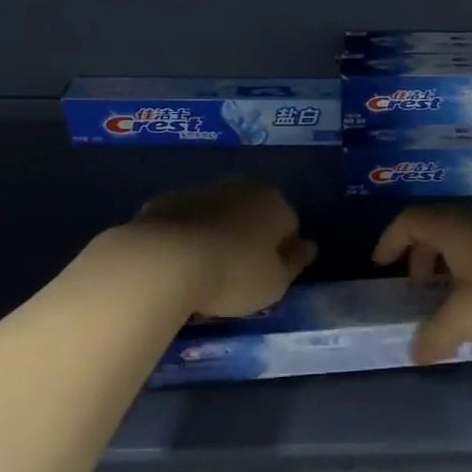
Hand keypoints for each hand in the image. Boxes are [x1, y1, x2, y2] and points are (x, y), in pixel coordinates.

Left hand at [126, 179, 317, 318]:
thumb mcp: (275, 283)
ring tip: (205, 270)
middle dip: (250, 236)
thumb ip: (295, 263)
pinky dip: (185, 235)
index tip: (269, 276)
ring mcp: (200, 191)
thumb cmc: (233, 274)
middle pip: (253, 214)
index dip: (282, 253)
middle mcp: (240, 188)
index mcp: (274, 203)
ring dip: (217, 233)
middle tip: (239, 272)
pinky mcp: (164, 202)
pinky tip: (177, 262)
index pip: (290, 226)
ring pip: (218, 214)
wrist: (162, 261)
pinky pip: (184, 221)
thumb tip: (309, 246)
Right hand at [372, 207, 471, 363]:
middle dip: (422, 260)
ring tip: (454, 305)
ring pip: (467, 245)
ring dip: (452, 271)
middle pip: (437, 232)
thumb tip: (414, 352)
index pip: (410, 221)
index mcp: (454, 229)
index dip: (390, 240)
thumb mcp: (467, 318)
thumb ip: (435, 336)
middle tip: (420, 291)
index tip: (381, 265)